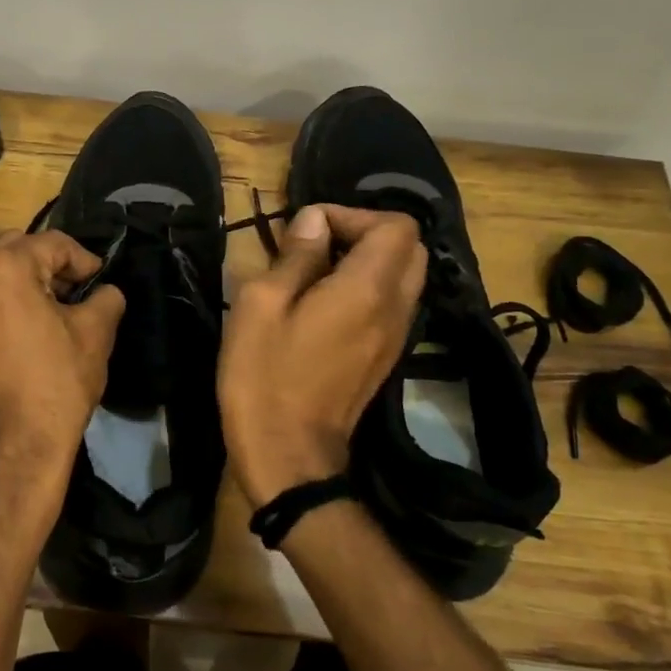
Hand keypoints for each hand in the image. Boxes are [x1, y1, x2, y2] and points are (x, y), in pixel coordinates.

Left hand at [0, 231, 125, 545]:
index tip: (97, 282)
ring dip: (9, 296)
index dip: (82, 259)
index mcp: (3, 268)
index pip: (51, 244)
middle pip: (9, 256)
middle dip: (41, 268)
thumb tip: (105, 292)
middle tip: (67, 296)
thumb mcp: (95, 335)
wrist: (10, 455)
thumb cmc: (56, 385)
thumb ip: (105, 298)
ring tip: (34, 325)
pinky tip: (4, 356)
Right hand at [219, 205, 427, 507]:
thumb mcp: (261, 305)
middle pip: (409, 248)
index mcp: (367, 289)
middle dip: (365, 233)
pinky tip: (324, 306)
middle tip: (316, 246)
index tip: (308, 230)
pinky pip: (393, 305)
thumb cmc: (265, 376)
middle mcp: (395, 308)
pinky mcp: (386, 359)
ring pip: (405, 277)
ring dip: (367, 261)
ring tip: (316, 274)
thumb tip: (314, 221)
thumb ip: (295, 257)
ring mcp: (396, 337)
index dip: (352, 214)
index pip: (395, 225)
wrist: (289, 457)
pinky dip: (368, 289)